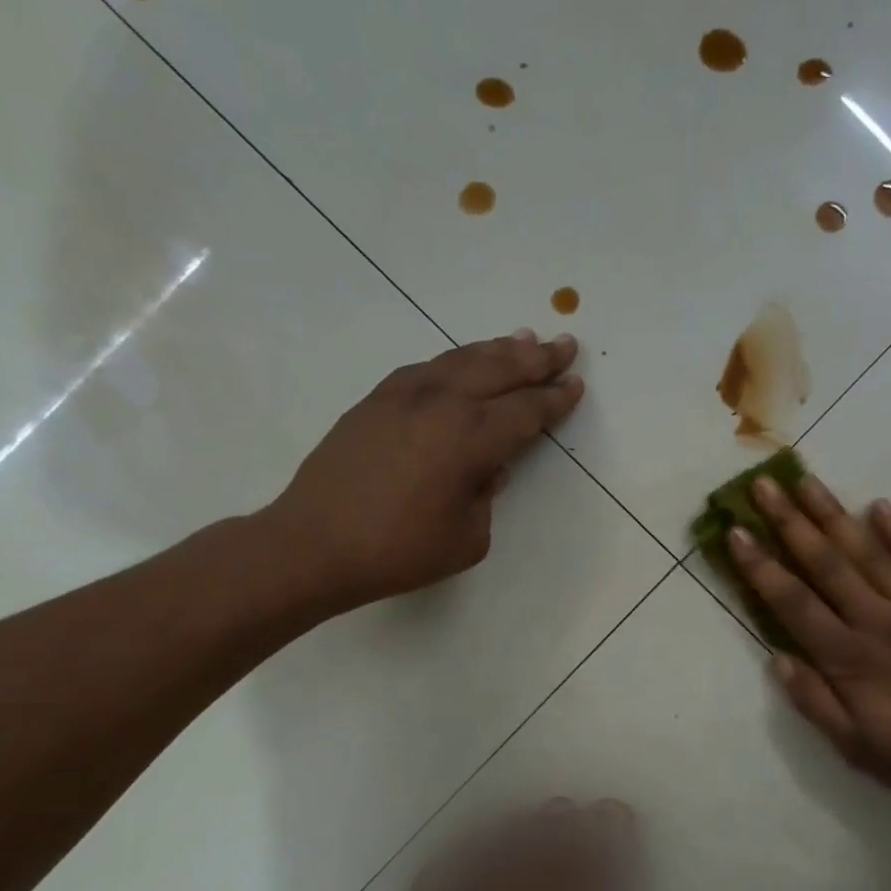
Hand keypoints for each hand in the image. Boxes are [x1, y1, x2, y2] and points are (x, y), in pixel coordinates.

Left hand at [257, 330, 582, 613]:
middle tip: (564, 345)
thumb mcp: (466, 538)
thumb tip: (486, 466)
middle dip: (536, 359)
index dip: (554, 400)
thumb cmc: (399, 551)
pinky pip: (428, 367)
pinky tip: (464, 363)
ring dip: (497, 350)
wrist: (315, 543)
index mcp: (470, 438)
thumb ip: (486, 496)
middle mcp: (441, 403)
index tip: (575, 385)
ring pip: (461, 359)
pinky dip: (456, 360)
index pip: (525, 411)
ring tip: (523, 339)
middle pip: (499, 370)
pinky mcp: (376, 400)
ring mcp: (403, 395)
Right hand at [727, 473, 890, 807]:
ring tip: (807, 481)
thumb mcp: (856, 748)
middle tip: (764, 484)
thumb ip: (814, 701)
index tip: (736, 531)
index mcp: (848, 657)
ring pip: (867, 552)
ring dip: (833, 515)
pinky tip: (879, 506)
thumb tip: (777, 658)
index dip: (761, 566)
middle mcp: (876, 620)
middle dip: (789, 522)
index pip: (793, 602)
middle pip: (825, 562)